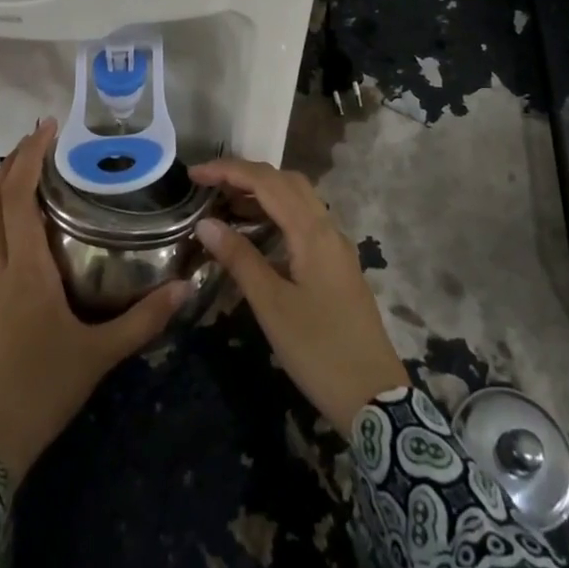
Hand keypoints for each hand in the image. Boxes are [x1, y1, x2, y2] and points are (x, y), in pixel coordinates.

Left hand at [0, 120, 190, 482]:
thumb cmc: (42, 392)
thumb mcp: (100, 356)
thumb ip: (143, 320)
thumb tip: (185, 287)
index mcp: (25, 271)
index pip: (17, 199)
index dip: (28, 158)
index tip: (45, 128)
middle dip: (10, 166)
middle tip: (35, 141)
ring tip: (17, 177)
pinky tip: (6, 237)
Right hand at [190, 158, 408, 434]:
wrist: (374, 396)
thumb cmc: (318, 350)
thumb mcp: (272, 305)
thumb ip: (240, 258)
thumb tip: (206, 222)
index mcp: (313, 233)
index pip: (267, 182)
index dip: (229, 171)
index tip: (194, 174)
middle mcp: (328, 229)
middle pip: (286, 182)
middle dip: (246, 175)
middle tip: (209, 185)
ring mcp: (336, 247)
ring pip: (298, 200)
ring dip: (263, 192)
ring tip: (224, 203)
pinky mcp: (337, 264)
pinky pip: (305, 220)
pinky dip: (277, 213)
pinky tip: (256, 232)